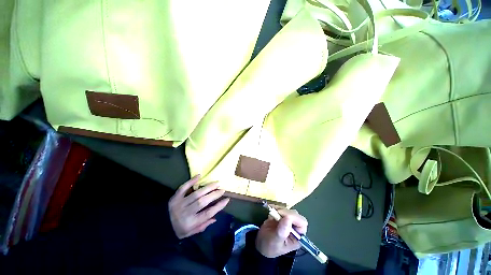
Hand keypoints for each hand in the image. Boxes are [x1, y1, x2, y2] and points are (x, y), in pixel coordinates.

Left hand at [168, 175, 229, 238]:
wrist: (160, 225)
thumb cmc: (177, 230)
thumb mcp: (190, 233)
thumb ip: (202, 225)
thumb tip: (215, 218)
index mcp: (190, 223)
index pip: (208, 214)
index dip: (218, 206)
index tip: (227, 200)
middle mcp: (186, 212)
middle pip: (203, 202)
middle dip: (214, 195)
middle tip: (222, 189)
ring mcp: (180, 203)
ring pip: (196, 194)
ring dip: (208, 187)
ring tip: (216, 183)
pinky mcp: (175, 197)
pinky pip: (183, 187)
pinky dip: (191, 181)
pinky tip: (199, 176)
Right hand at [255, 209, 307, 257]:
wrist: (260, 244)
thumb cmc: (269, 247)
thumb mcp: (275, 242)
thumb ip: (282, 232)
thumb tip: (288, 218)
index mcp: (298, 237)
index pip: (302, 223)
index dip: (293, 217)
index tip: (282, 213)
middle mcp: (295, 228)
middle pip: (295, 215)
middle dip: (285, 212)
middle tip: (275, 212)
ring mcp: (288, 221)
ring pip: (288, 210)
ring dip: (280, 209)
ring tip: (271, 212)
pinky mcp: (281, 216)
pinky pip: (281, 208)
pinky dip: (276, 207)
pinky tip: (271, 209)